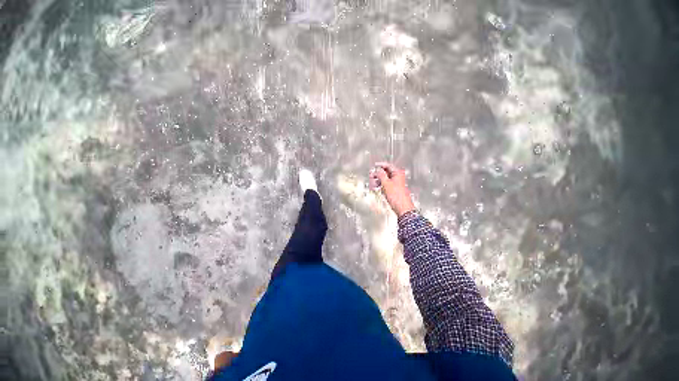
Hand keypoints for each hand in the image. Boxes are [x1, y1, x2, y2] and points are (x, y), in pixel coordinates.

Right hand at [370, 162, 415, 216]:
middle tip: (372, 175)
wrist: (402, 208)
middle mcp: (398, 177)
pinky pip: (386, 185)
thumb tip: (378, 170)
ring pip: (386, 179)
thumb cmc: (397, 197)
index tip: (375, 165)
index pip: (388, 165)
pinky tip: (377, 187)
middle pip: (386, 172)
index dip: (380, 165)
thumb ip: (381, 175)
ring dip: (379, 180)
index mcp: (398, 173)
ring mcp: (397, 183)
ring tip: (373, 182)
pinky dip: (381, 185)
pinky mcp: (395, 189)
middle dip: (378, 174)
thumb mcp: (386, 184)